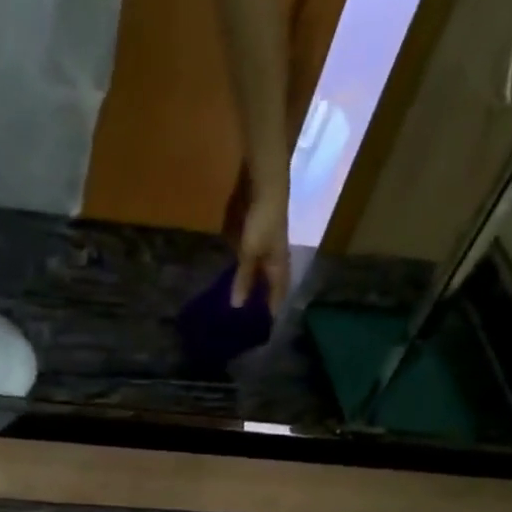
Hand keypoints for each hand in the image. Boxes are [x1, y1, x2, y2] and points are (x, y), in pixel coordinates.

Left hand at [232, 184, 290, 309]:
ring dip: (250, 284)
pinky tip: (232, 275)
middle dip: (261, 299)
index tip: (265, 327)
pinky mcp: (254, 233)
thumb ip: (243, 278)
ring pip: (259, 271)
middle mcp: (275, 257)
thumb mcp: (250, 252)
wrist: (264, 183)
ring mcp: (265, 244)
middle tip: (248, 318)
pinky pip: (248, 258)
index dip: (273, 309)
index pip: (278, 293)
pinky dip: (242, 268)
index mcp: (279, 264)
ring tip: (237, 301)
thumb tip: (237, 306)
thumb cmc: (261, 221)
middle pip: (269, 283)